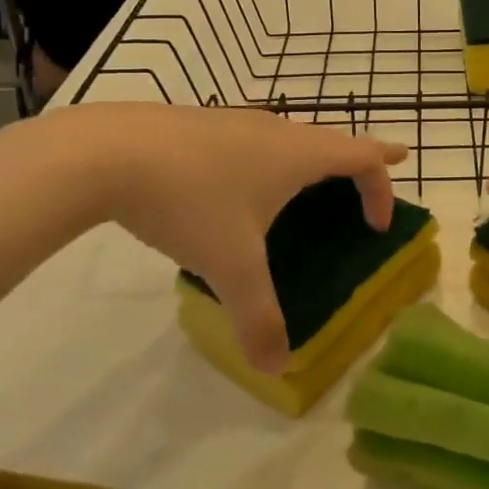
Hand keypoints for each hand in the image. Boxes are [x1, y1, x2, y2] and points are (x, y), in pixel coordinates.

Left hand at [47, 104, 405, 373]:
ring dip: (308, 158)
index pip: (362, 156)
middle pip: (331, 141)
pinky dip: (266, 158)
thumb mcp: (229, 265)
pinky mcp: (200, 124)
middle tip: (364, 180)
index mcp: (298, 155)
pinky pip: (252, 139)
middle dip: (354, 162)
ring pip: (289, 136)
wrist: (106, 151)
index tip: (382, 220)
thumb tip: (276, 367)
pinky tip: (234, 183)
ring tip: (303, 183)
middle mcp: (275, 130)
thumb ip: (258, 317)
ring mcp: (235, 121)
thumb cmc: (189, 201)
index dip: (382, 185)